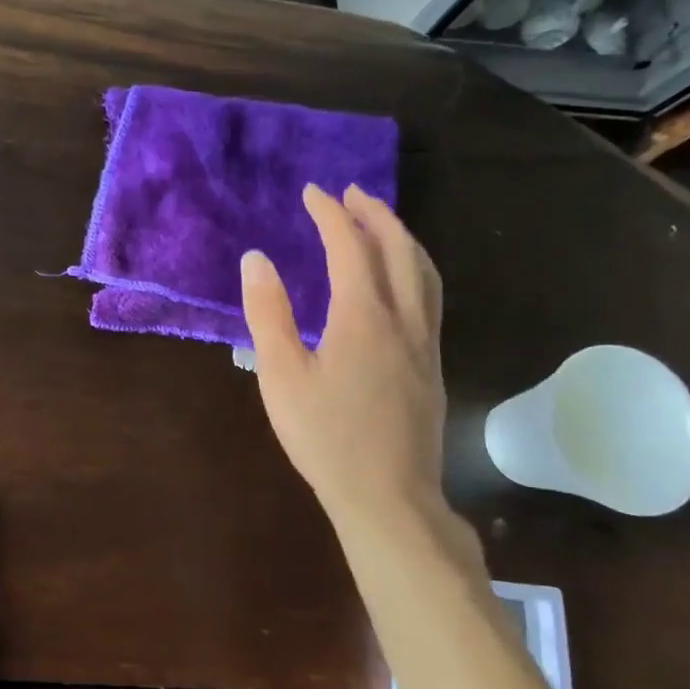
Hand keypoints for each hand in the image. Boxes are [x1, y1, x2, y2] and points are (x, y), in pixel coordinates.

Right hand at [240, 183, 447, 531]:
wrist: (388, 496)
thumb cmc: (324, 436)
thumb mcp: (281, 375)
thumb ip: (268, 313)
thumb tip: (257, 259)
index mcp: (363, 316)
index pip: (350, 247)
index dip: (331, 214)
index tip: (312, 192)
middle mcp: (404, 320)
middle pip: (399, 249)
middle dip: (375, 214)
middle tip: (351, 193)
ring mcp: (426, 344)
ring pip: (424, 272)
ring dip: (402, 238)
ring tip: (380, 223)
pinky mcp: (433, 367)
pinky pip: (430, 297)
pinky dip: (415, 268)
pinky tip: (400, 282)